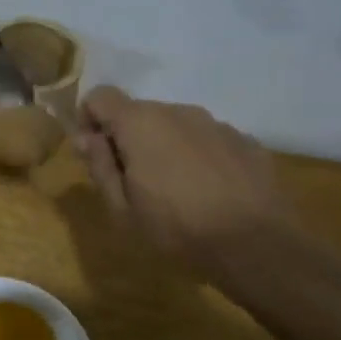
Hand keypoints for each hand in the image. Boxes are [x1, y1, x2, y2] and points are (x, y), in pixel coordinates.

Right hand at [74, 85, 293, 269]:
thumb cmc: (176, 227)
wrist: (255, 243)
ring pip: (175, 126)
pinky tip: (209, 192)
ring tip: (176, 191)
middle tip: (133, 183)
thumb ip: (99, 166)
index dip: (89, 120)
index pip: (100, 96)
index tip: (94, 154)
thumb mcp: (122, 208)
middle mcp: (177, 111)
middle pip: (139, 113)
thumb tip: (85, 139)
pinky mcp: (244, 140)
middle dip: (129, 139)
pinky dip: (198, 157)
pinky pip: (207, 140)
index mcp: (140, 123)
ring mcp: (215, 123)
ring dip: (165, 148)